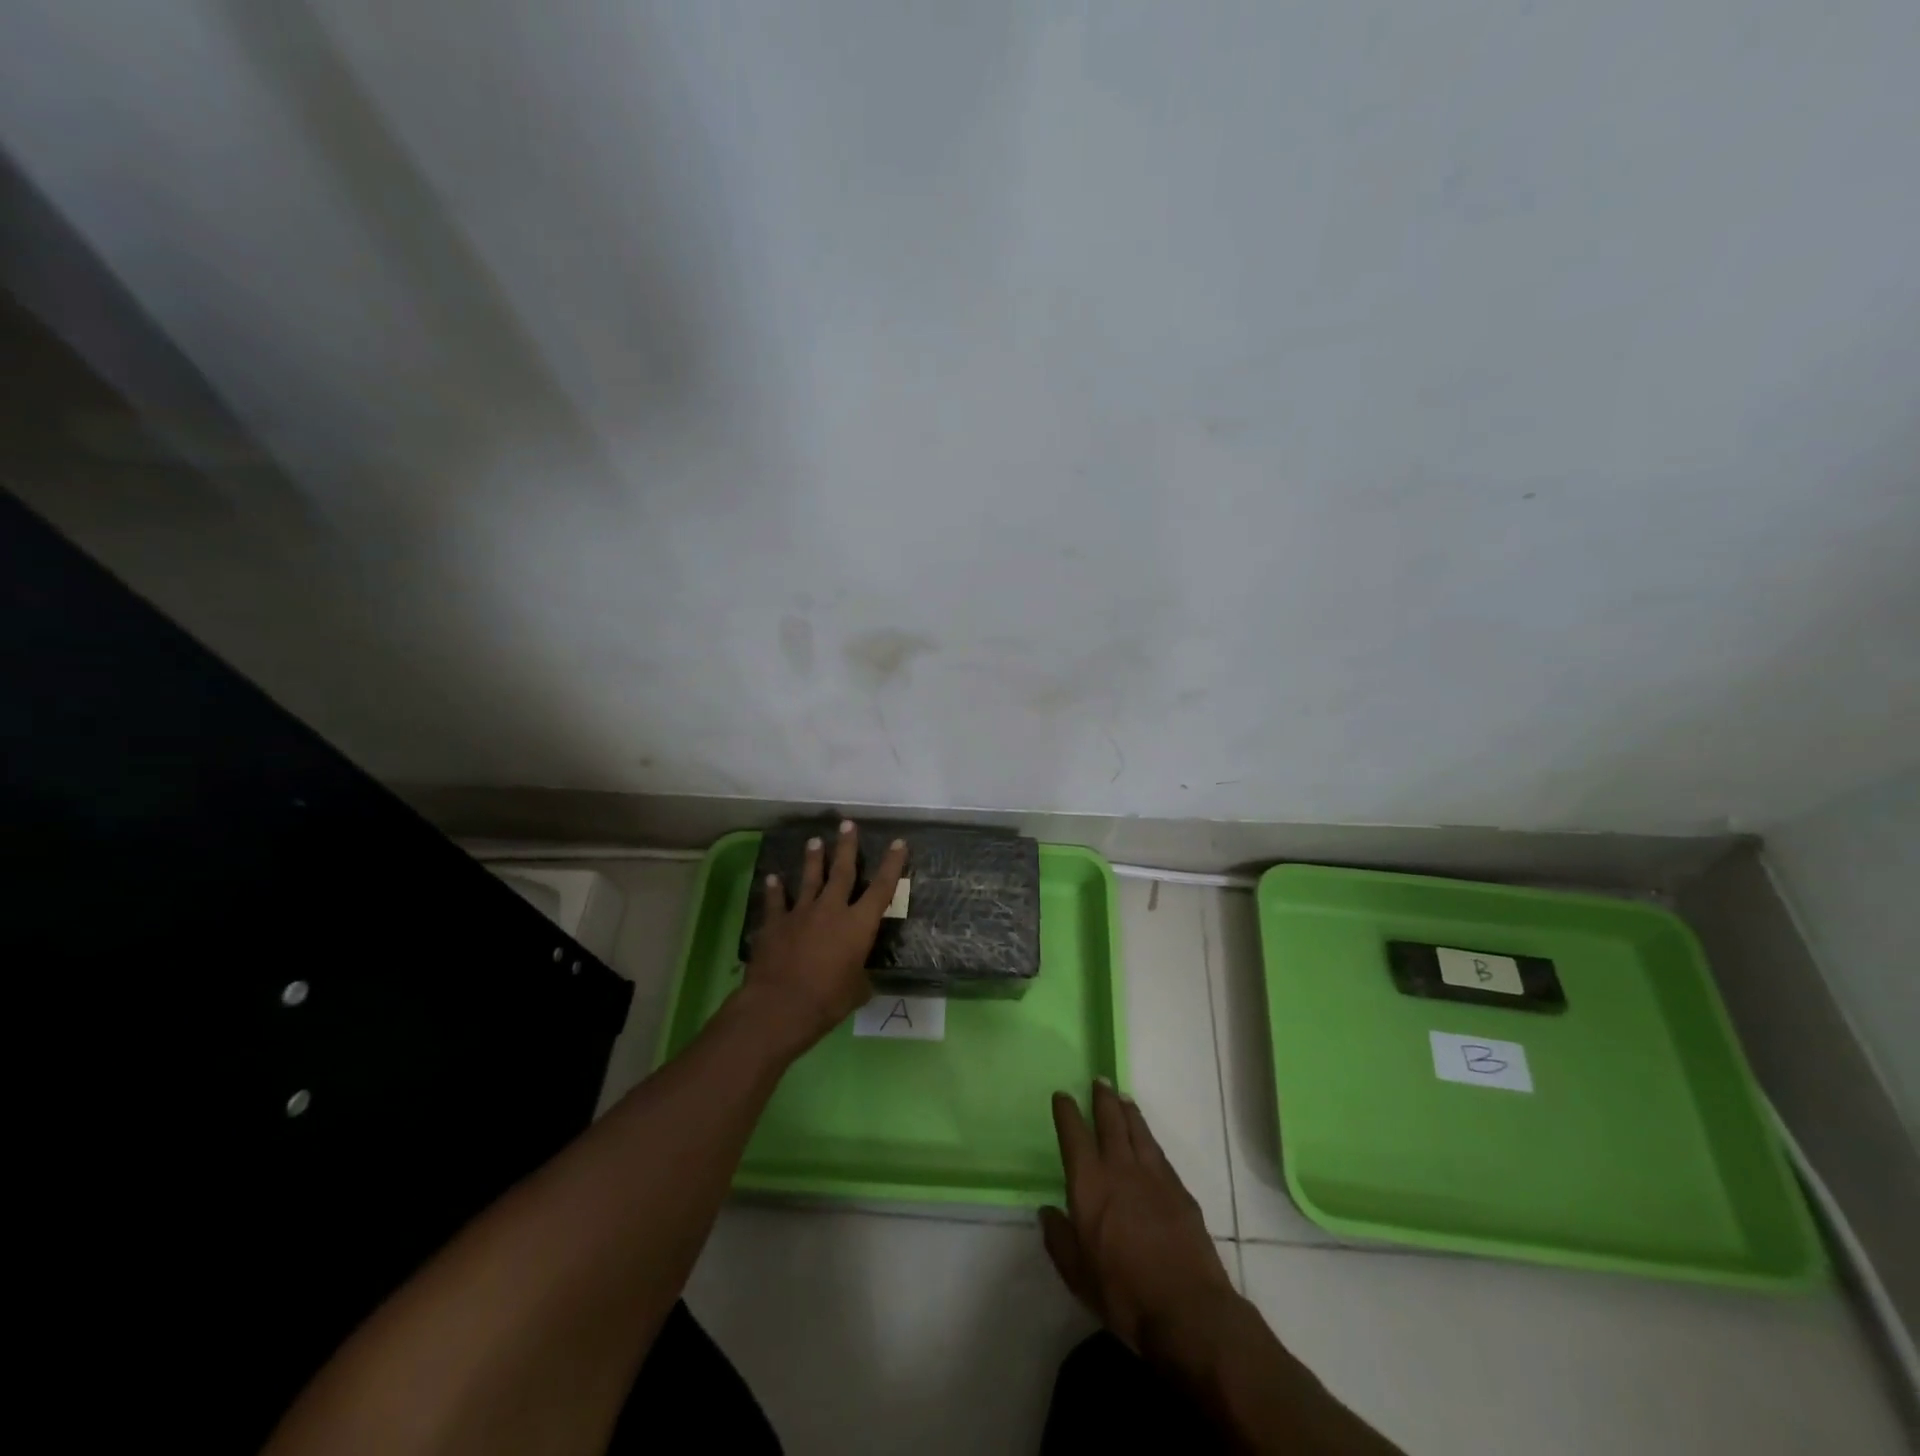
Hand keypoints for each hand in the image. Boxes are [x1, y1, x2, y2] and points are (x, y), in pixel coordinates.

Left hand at [739, 819, 908, 1055]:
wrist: (780, 1006)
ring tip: (814, 840)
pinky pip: (775, 902)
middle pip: (842, 871)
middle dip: (846, 846)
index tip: (898, 842)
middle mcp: (831, 910)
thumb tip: (860, 977)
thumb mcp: (857, 992)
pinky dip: (774, 890)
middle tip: (847, 824)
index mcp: (858, 925)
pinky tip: (773, 878)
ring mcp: (800, 914)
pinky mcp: (775, 924)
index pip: (881, 888)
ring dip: (813, 859)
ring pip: (809, 879)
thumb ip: (860, 976)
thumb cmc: (827, 1001)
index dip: (892, 865)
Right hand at [1042, 1080, 1236, 1355]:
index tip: (1062, 1095)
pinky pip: (1159, 1153)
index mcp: (1090, 1185)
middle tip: (1099, 1080)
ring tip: (1123, 1098)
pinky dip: (1149, 1139)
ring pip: (1138, 1131)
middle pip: (1110, 1121)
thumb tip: (1047, 1212)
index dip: (1067, 1112)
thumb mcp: (1077, 1276)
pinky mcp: (1180, 1191)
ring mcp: (1154, 1177)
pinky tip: (1148, 1141)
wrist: (1188, 1310)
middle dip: (1102, 1099)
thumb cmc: (1124, 1295)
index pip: (1074, 1136)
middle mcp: (1120, 1169)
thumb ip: (1059, 1239)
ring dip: (1128, 1112)